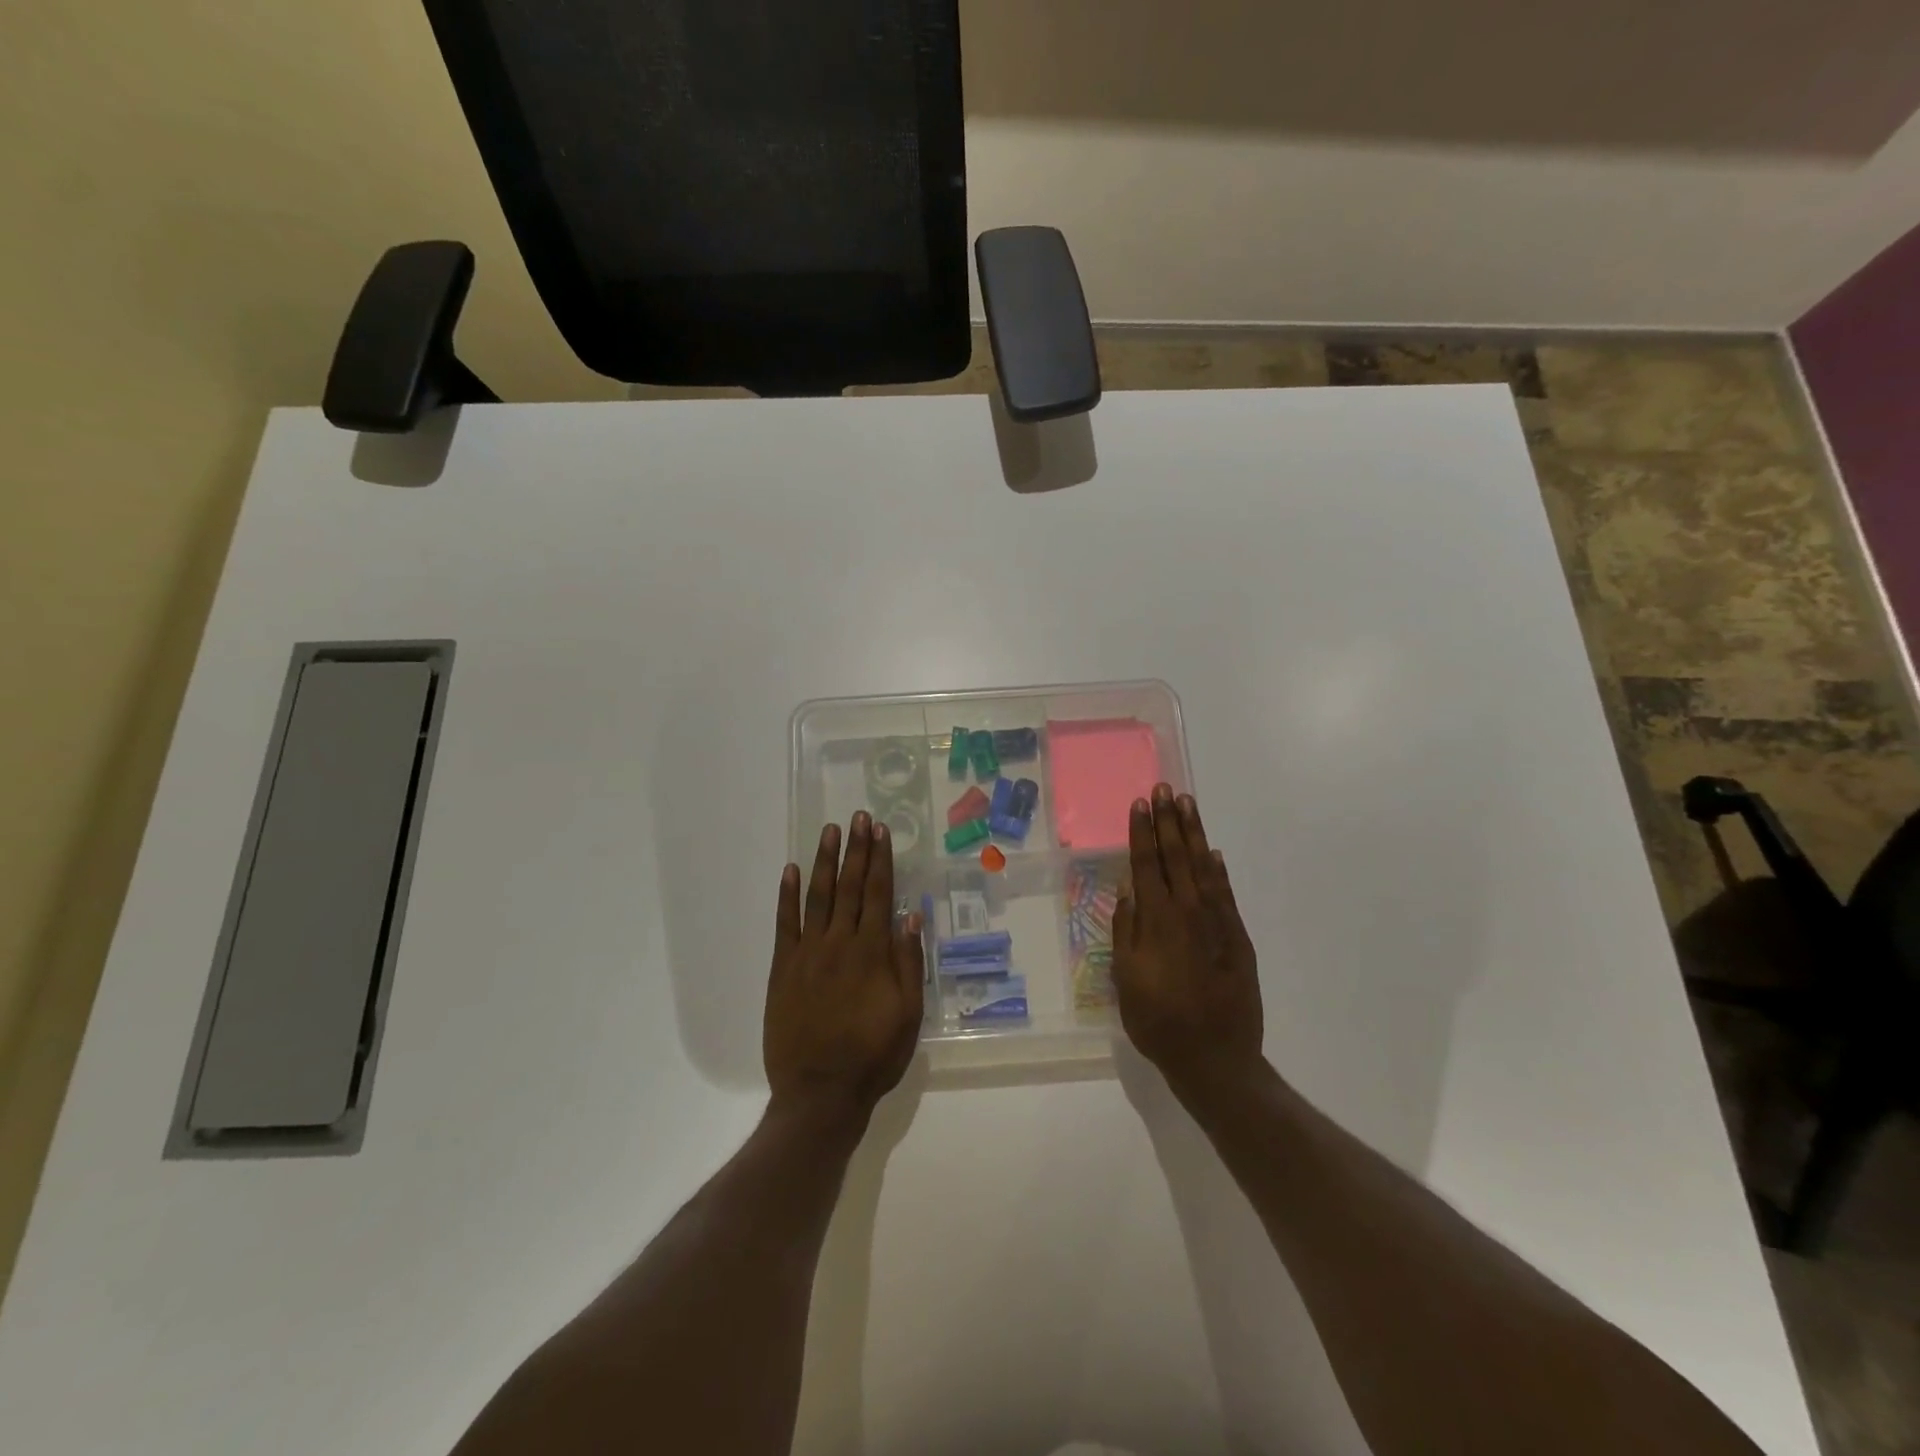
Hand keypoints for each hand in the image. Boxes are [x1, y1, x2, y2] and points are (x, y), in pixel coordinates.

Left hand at [765, 812, 925, 1120]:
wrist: (820, 1093)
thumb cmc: (872, 1056)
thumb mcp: (908, 1015)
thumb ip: (909, 964)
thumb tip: (910, 917)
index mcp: (872, 953)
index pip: (878, 894)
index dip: (880, 860)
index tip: (880, 831)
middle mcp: (839, 943)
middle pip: (850, 887)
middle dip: (855, 850)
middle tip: (858, 817)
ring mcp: (807, 954)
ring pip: (818, 897)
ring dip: (824, 862)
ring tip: (829, 831)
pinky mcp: (782, 969)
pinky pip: (785, 925)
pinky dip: (786, 896)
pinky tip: (789, 871)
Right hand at [1113, 784, 1263, 1097]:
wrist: (1216, 1058)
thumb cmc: (1159, 1022)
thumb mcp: (1126, 980)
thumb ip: (1126, 932)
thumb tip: (1128, 891)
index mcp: (1157, 921)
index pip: (1147, 864)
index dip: (1142, 832)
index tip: (1140, 804)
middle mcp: (1188, 912)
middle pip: (1176, 856)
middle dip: (1168, 821)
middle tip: (1164, 788)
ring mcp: (1217, 923)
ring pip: (1203, 867)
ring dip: (1193, 834)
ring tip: (1187, 804)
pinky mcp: (1238, 938)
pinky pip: (1226, 894)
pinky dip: (1218, 870)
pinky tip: (1212, 852)